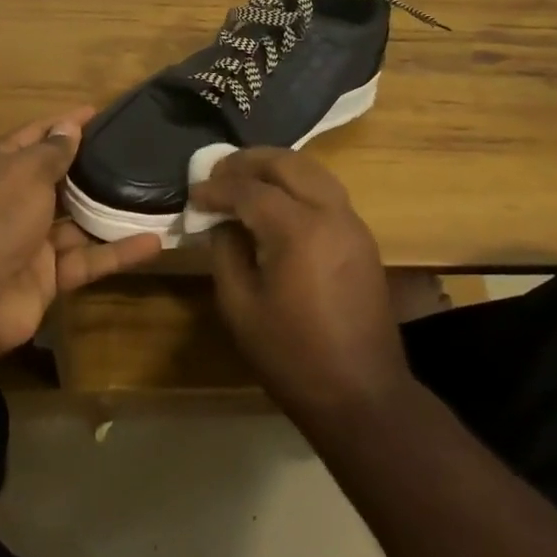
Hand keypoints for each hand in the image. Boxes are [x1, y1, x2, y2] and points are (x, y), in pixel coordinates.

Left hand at [0, 108, 162, 359]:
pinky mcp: (48, 276)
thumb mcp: (24, 173)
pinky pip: (88, 258)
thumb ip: (52, 151)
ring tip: (151, 194)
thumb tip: (69, 125)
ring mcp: (31, 240)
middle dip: (90, 166)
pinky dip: (118, 252)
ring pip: (77, 220)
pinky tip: (154, 241)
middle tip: (132, 150)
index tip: (98, 112)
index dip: (64, 123)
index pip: (35, 136)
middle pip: (57, 178)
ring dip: (109, 211)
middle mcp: (13, 201)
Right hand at [193, 147, 413, 423]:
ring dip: (276, 167)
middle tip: (218, 171)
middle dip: (249, 161)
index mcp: (298, 230)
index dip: (218, 188)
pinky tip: (276, 202)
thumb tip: (222, 222)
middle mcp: (330, 213)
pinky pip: (326, 191)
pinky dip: (297, 184)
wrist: (362, 395)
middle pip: (287, 163)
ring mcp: (352, 223)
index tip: (194, 193)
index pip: (250, 190)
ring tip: (244, 179)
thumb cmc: (292, 356)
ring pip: (312, 170)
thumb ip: (225, 253)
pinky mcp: (362, 237)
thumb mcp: (241, 308)